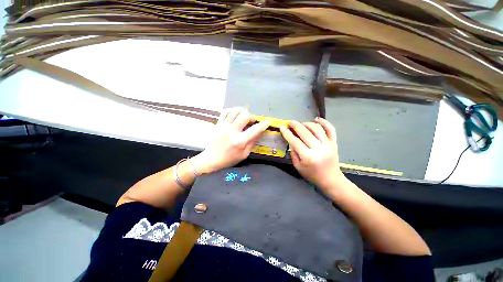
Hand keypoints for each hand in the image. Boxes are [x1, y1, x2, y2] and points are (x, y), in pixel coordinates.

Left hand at [192, 108, 268, 173]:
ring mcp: (223, 126)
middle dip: (251, 117)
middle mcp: (232, 131)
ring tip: (243, 118)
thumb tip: (259, 132)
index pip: (255, 129)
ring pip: (235, 110)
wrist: (211, 158)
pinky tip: (235, 115)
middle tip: (251, 122)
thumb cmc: (229, 159)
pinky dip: (232, 111)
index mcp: (240, 141)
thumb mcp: (244, 154)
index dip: (263, 125)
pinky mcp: (218, 124)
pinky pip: (225, 111)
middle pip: (245, 115)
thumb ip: (252, 142)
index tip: (266, 123)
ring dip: (242, 112)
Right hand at [280, 117, 347, 192]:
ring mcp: (328, 145)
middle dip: (296, 125)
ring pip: (317, 129)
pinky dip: (325, 122)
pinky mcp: (334, 143)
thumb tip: (291, 140)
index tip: (282, 127)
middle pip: (305, 133)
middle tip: (290, 122)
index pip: (295, 141)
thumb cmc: (312, 174)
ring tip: (301, 123)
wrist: (331, 179)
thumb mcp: (298, 167)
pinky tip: (317, 119)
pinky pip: (331, 130)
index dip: (287, 133)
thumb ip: (293, 153)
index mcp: (308, 157)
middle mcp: (318, 149)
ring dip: (307, 123)